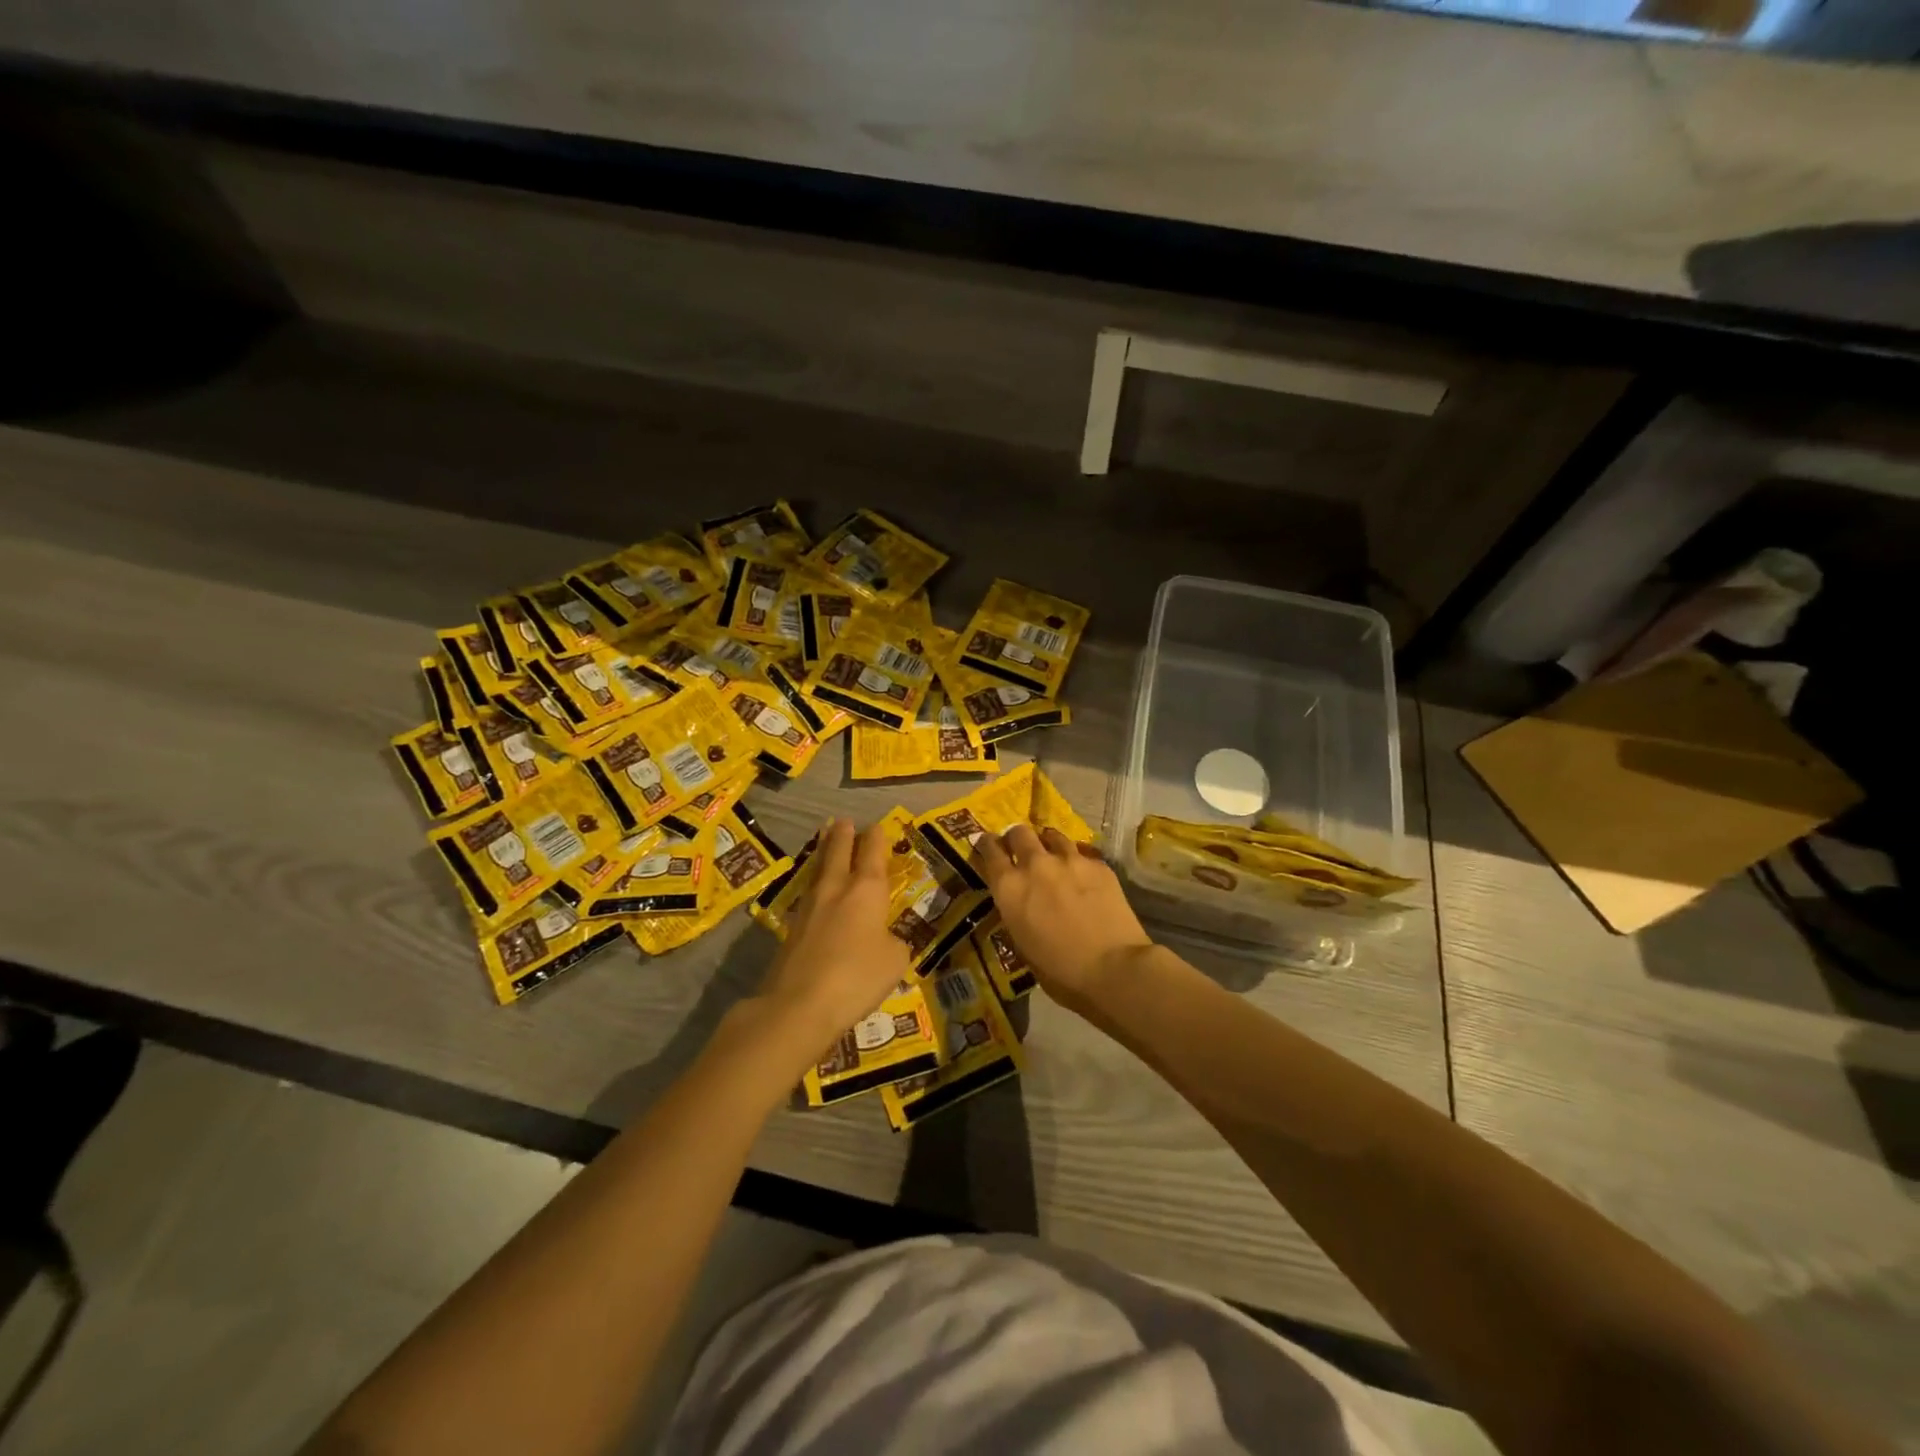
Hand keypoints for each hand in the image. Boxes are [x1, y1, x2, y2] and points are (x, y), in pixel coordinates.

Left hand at [755, 817, 912, 1061]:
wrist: (798, 1005)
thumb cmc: (857, 977)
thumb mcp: (895, 961)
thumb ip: (895, 943)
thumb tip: (885, 939)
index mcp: (866, 890)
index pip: (872, 853)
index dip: (876, 838)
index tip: (876, 826)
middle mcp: (836, 890)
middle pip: (838, 852)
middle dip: (843, 835)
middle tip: (843, 821)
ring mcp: (809, 908)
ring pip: (819, 871)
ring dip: (824, 853)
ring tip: (825, 840)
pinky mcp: (791, 930)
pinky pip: (808, 897)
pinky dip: (815, 886)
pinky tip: (816, 891)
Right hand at [977, 824, 1152, 1007]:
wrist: (1112, 967)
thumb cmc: (1060, 970)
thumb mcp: (1022, 943)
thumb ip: (1016, 912)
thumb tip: (1020, 902)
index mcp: (1010, 888)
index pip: (990, 850)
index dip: (987, 845)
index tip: (988, 845)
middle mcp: (1035, 865)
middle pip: (1019, 832)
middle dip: (1016, 838)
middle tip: (1021, 849)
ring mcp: (1069, 860)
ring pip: (1052, 836)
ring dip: (1047, 844)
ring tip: (1053, 855)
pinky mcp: (1098, 864)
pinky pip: (1081, 853)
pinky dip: (1077, 860)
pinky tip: (1083, 874)